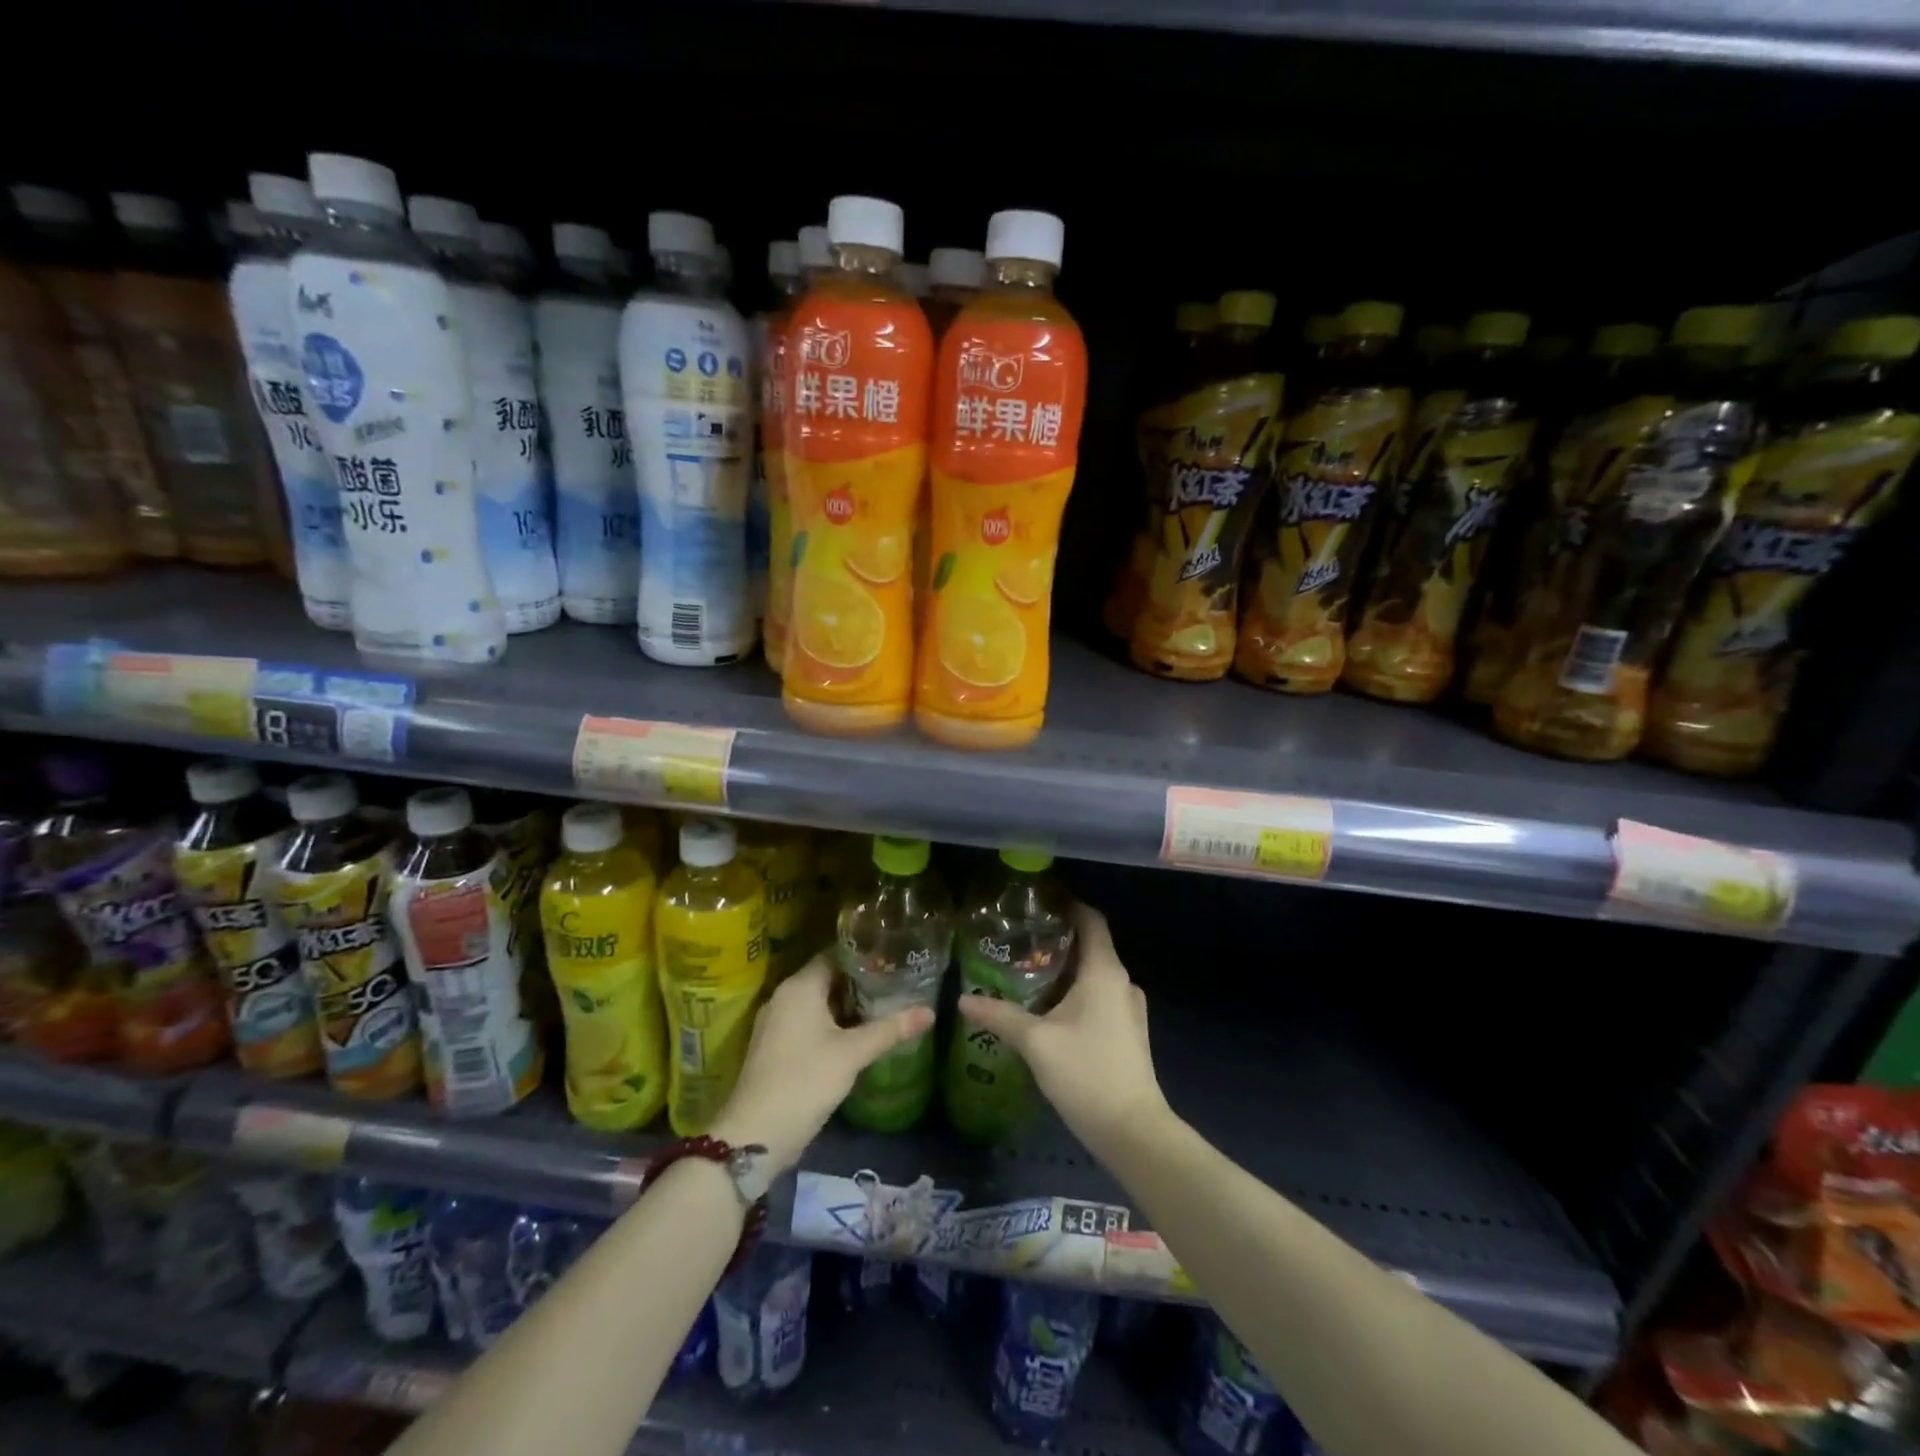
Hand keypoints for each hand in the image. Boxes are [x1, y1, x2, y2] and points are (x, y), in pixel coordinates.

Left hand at [709, 956, 932, 1175]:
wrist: (755, 1135)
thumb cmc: (805, 1081)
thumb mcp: (852, 1054)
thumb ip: (891, 1029)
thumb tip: (930, 1011)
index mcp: (799, 987)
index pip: (834, 954)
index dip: (864, 955)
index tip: (893, 957)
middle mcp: (784, 996)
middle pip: (827, 977)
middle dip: (860, 981)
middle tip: (896, 982)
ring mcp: (777, 1023)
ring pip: (818, 1002)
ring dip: (847, 1004)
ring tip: (884, 1005)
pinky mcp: (776, 1046)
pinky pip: (808, 1022)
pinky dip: (832, 1023)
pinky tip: (857, 1035)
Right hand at [956, 903, 1171, 1160]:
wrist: (1133, 1131)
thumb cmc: (1087, 1074)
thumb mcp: (1036, 1042)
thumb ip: (1000, 1016)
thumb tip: (963, 1000)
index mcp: (1105, 972)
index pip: (1091, 920)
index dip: (1068, 906)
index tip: (1037, 904)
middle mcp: (1122, 982)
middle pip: (1090, 946)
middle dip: (1056, 941)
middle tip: (1018, 941)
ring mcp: (1128, 1008)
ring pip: (1094, 975)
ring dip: (1064, 970)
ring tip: (1026, 973)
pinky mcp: (1128, 1032)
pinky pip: (1099, 997)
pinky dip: (1075, 993)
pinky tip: (1048, 1009)